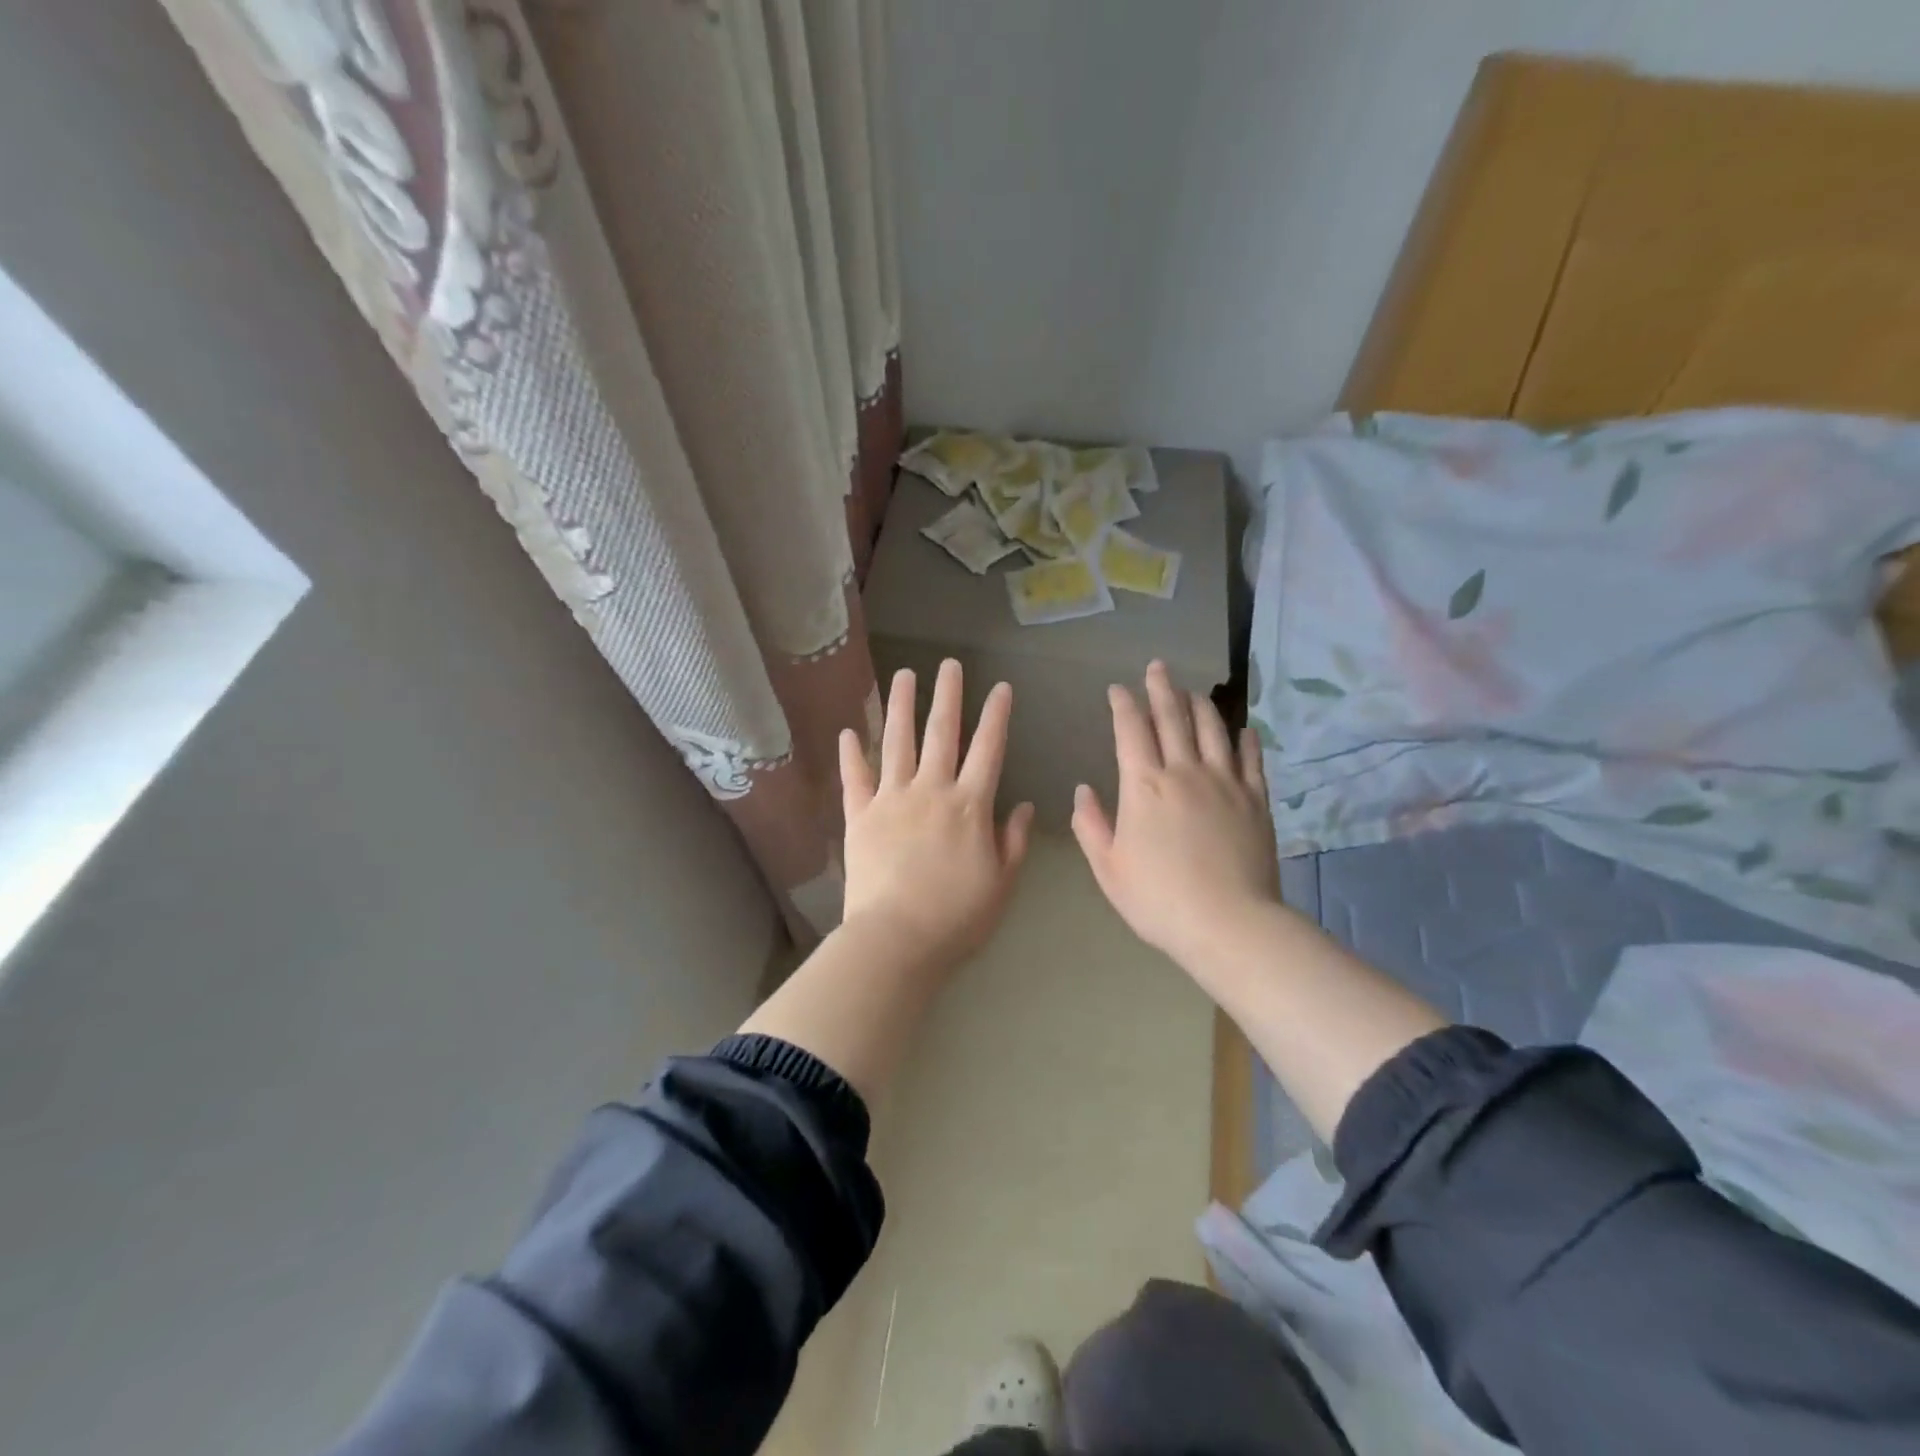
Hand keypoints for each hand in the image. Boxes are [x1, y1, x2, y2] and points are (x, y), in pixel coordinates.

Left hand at [839, 659, 1034, 968]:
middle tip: (949, 663)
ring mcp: (891, 800)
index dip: (996, 716)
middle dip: (948, 695)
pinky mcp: (859, 816)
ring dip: (901, 706)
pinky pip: (855, 778)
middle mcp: (931, 790)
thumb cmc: (957, 917)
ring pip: (896, 742)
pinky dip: (851, 754)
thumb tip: (1023, 806)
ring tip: (903, 675)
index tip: (1000, 687)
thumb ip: (1013, 841)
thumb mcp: (1002, 883)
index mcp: (970, 806)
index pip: (988, 750)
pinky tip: (848, 731)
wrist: (897, 939)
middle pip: (941, 733)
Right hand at [1071, 661, 1279, 967]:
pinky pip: (1251, 759)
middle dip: (1162, 688)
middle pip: (1172, 717)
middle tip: (1158, 667)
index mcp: (1144, 785)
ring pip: (1212, 729)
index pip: (1131, 730)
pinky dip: (1245, 740)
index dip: (1123, 704)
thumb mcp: (1108, 868)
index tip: (1117, 689)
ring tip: (1192, 691)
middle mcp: (1184, 771)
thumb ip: (1091, 825)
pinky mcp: (1256, 800)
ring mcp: (1225, 782)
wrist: (1228, 923)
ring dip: (1200, 705)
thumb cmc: (1158, 898)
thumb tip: (1083, 790)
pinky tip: (1243, 730)